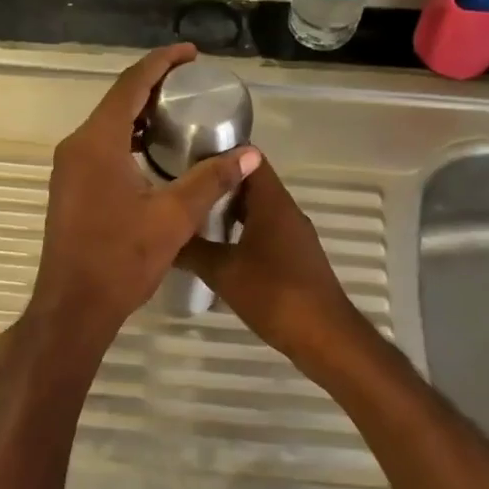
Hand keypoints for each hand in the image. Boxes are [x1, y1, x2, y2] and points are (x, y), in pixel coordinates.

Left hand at [0, 45, 259, 402]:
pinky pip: (101, 145)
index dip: (162, 63)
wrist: (73, 305)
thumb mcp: (173, 217)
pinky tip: (154, 149)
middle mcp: (77, 146)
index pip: (131, 85)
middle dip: (153, 84)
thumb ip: (210, 180)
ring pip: (108, 124)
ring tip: (178, 109)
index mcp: (98, 142)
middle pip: (117, 100)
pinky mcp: (70, 186)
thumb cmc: (121, 258)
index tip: (190, 53)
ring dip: (140, 112)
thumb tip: (249, 154)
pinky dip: (128, 136)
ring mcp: (69, 167)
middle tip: (191, 81)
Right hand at [175, 157, 371, 379]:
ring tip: (192, 215)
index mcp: (272, 203)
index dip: (221, 152)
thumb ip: (192, 250)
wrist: (324, 337)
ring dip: (228, 210)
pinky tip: (217, 248)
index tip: (188, 154)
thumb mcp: (223, 271)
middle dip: (218, 183)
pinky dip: (240, 231)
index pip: (249, 158)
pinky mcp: (294, 257)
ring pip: (256, 209)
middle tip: (182, 186)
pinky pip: (263, 231)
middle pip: (251, 183)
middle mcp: (286, 211)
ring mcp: (293, 234)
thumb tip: (164, 236)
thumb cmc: (274, 294)